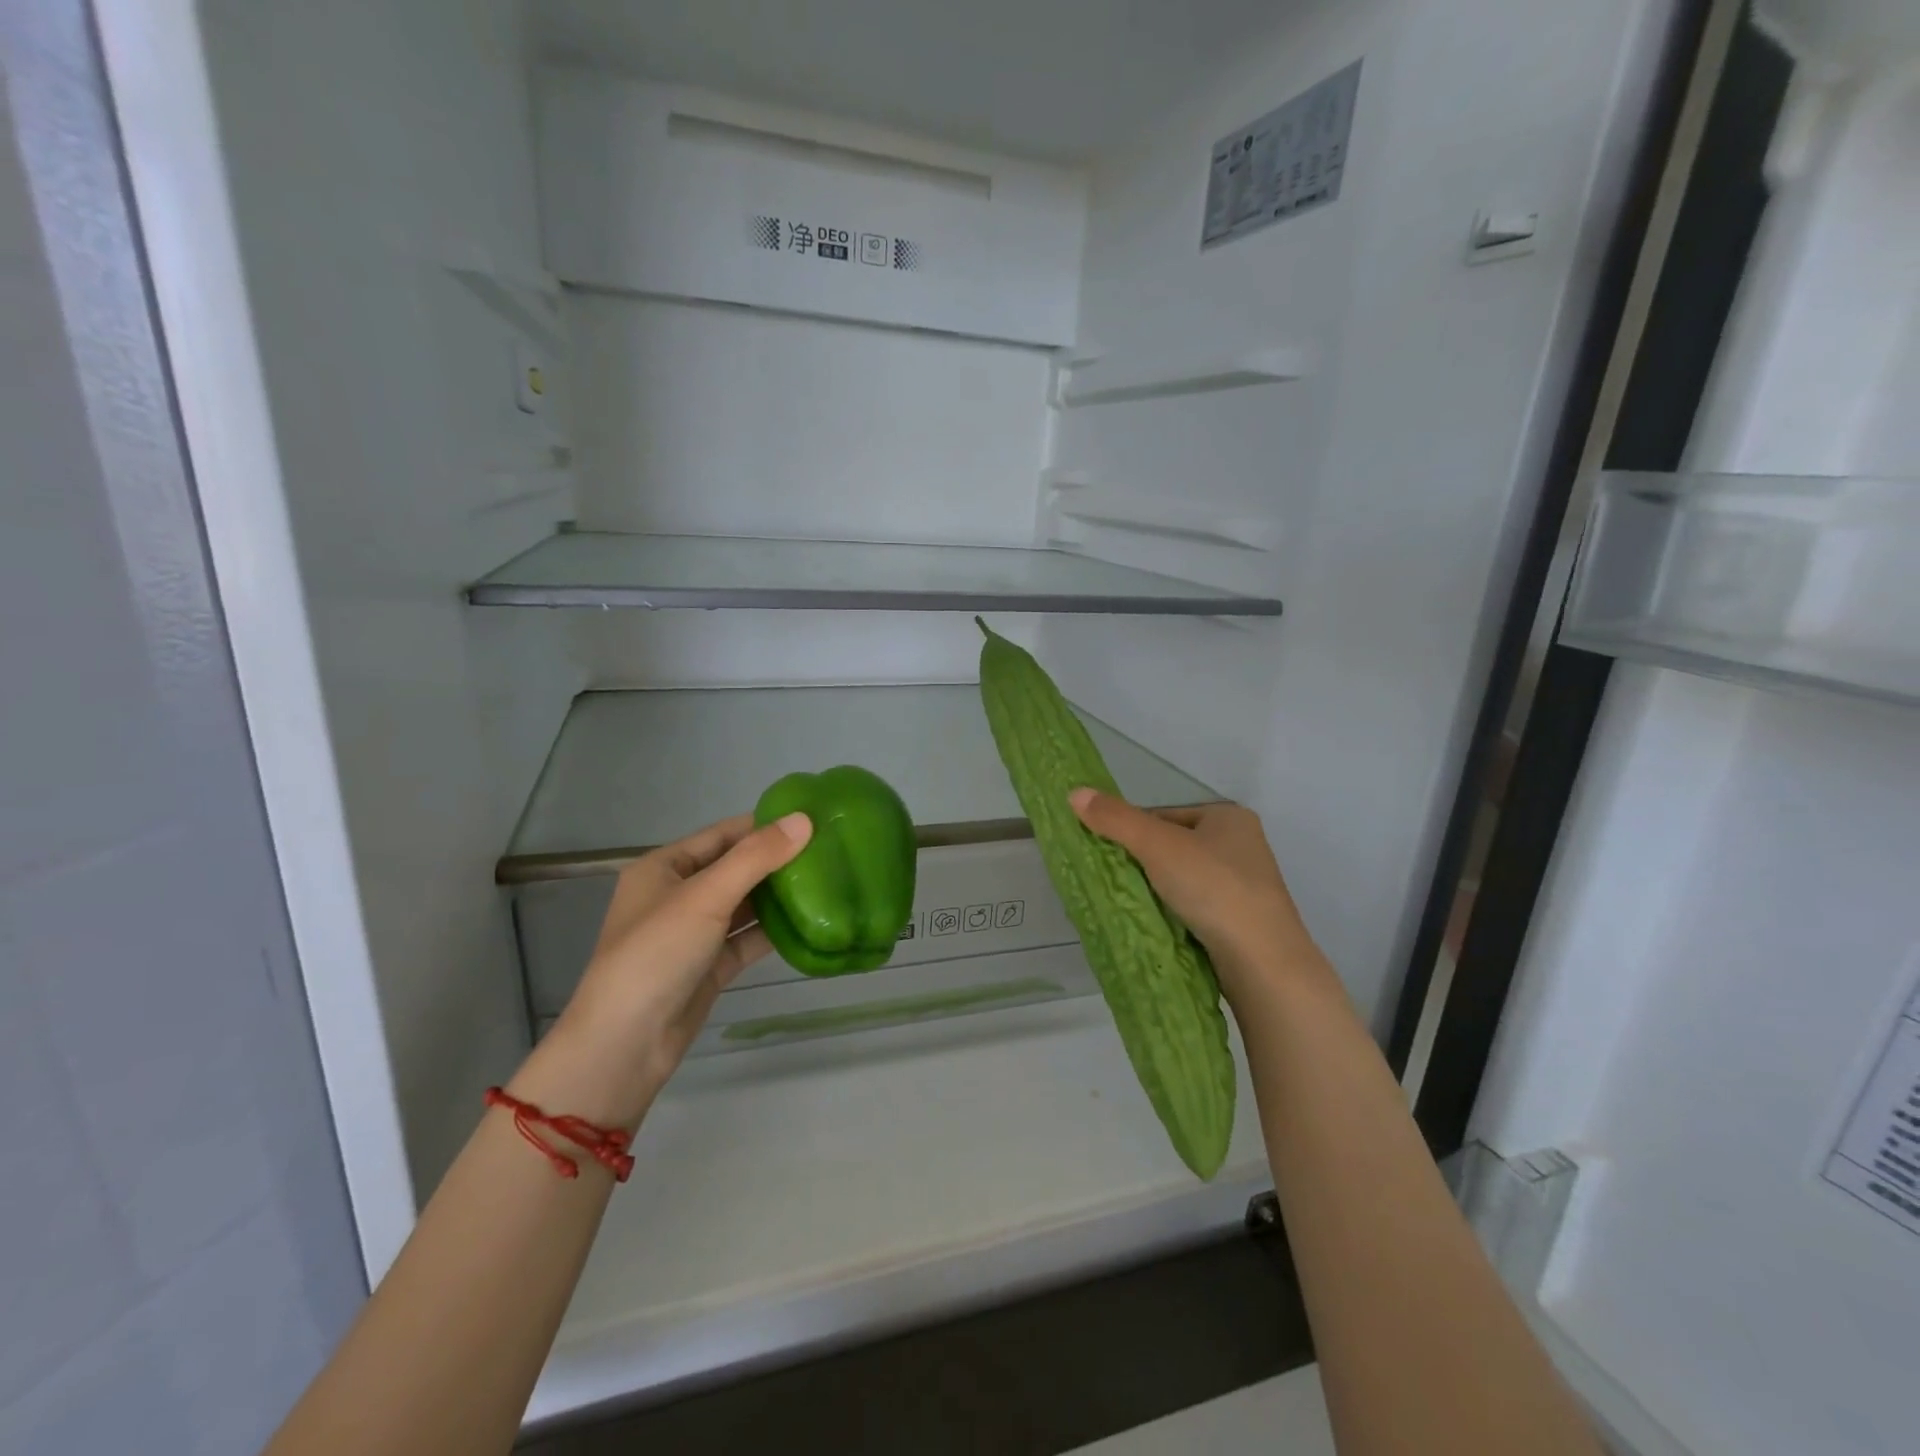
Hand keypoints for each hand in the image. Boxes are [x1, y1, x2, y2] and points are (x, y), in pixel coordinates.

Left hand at [509, 811, 811, 1127]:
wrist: (626, 1044)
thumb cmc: (657, 954)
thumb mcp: (706, 896)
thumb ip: (756, 857)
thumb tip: (804, 820)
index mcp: (664, 868)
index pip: (722, 834)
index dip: (764, 825)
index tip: (811, 819)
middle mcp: (678, 895)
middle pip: (736, 868)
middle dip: (777, 860)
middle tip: (828, 850)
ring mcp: (694, 933)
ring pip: (744, 905)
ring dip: (779, 896)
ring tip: (827, 880)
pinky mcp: (710, 966)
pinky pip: (747, 939)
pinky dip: (774, 931)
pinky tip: (810, 921)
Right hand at [1068, 789, 1335, 1008]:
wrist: (1262, 961)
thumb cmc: (1213, 888)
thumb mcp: (1157, 845)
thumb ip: (1116, 819)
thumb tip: (1074, 792)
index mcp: (1228, 816)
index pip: (1163, 815)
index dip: (1131, 831)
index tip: (1107, 854)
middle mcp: (1241, 844)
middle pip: (1171, 845)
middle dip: (1142, 862)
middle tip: (1113, 881)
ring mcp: (1244, 884)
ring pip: (1181, 877)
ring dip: (1155, 889)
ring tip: (1131, 904)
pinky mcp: (1241, 918)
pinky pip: (1194, 905)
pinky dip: (1173, 911)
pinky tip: (1157, 922)